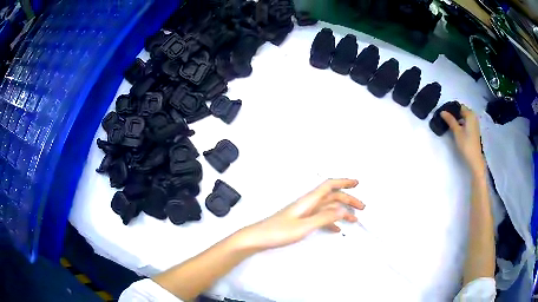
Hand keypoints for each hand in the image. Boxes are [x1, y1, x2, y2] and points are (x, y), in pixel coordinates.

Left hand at [238, 179, 364, 250]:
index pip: (330, 185)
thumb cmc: (277, 231)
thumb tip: (343, 210)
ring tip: (354, 219)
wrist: (258, 238)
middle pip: (332, 197)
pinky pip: (321, 218)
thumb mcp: (304, 226)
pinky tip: (336, 228)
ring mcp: (305, 212)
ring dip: (342, 211)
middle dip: (348, 199)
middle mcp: (308, 204)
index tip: (356, 183)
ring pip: (328, 207)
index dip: (344, 182)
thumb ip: (324, 217)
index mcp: (308, 201)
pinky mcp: (301, 221)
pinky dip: (331, 221)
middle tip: (361, 206)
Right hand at [441, 106, 484, 175]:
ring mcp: (475, 124)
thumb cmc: (466, 144)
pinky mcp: (474, 130)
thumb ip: (450, 120)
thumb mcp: (457, 132)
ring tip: (450, 124)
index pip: (459, 106)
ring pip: (464, 117)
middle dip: (454, 114)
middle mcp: (474, 117)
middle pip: (462, 111)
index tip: (444, 113)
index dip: (451, 109)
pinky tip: (457, 129)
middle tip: (446, 119)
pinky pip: (467, 122)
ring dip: (458, 119)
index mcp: (470, 114)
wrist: (475, 159)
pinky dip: (462, 123)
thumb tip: (442, 111)